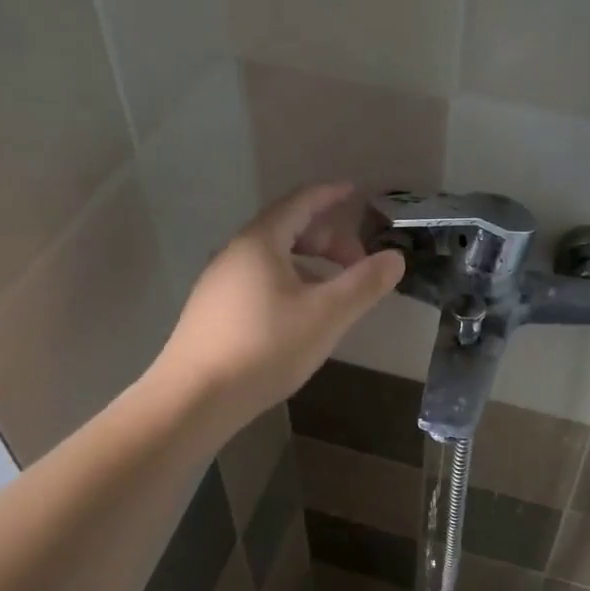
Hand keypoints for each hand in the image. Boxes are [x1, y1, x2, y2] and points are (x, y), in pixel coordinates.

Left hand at [152, 183, 404, 427]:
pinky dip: (289, 282)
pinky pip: (259, 280)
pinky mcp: (213, 311)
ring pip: (273, 258)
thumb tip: (395, 258)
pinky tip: (300, 316)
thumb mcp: (326, 314)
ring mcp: (219, 282)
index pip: (300, 202)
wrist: (193, 398)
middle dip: (328, 239)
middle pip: (287, 229)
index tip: (355, 192)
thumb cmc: (265, 347)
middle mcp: (235, 253)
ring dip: (310, 264)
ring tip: (334, 292)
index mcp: (261, 242)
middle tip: (358, 263)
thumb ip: (364, 283)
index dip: (330, 194)